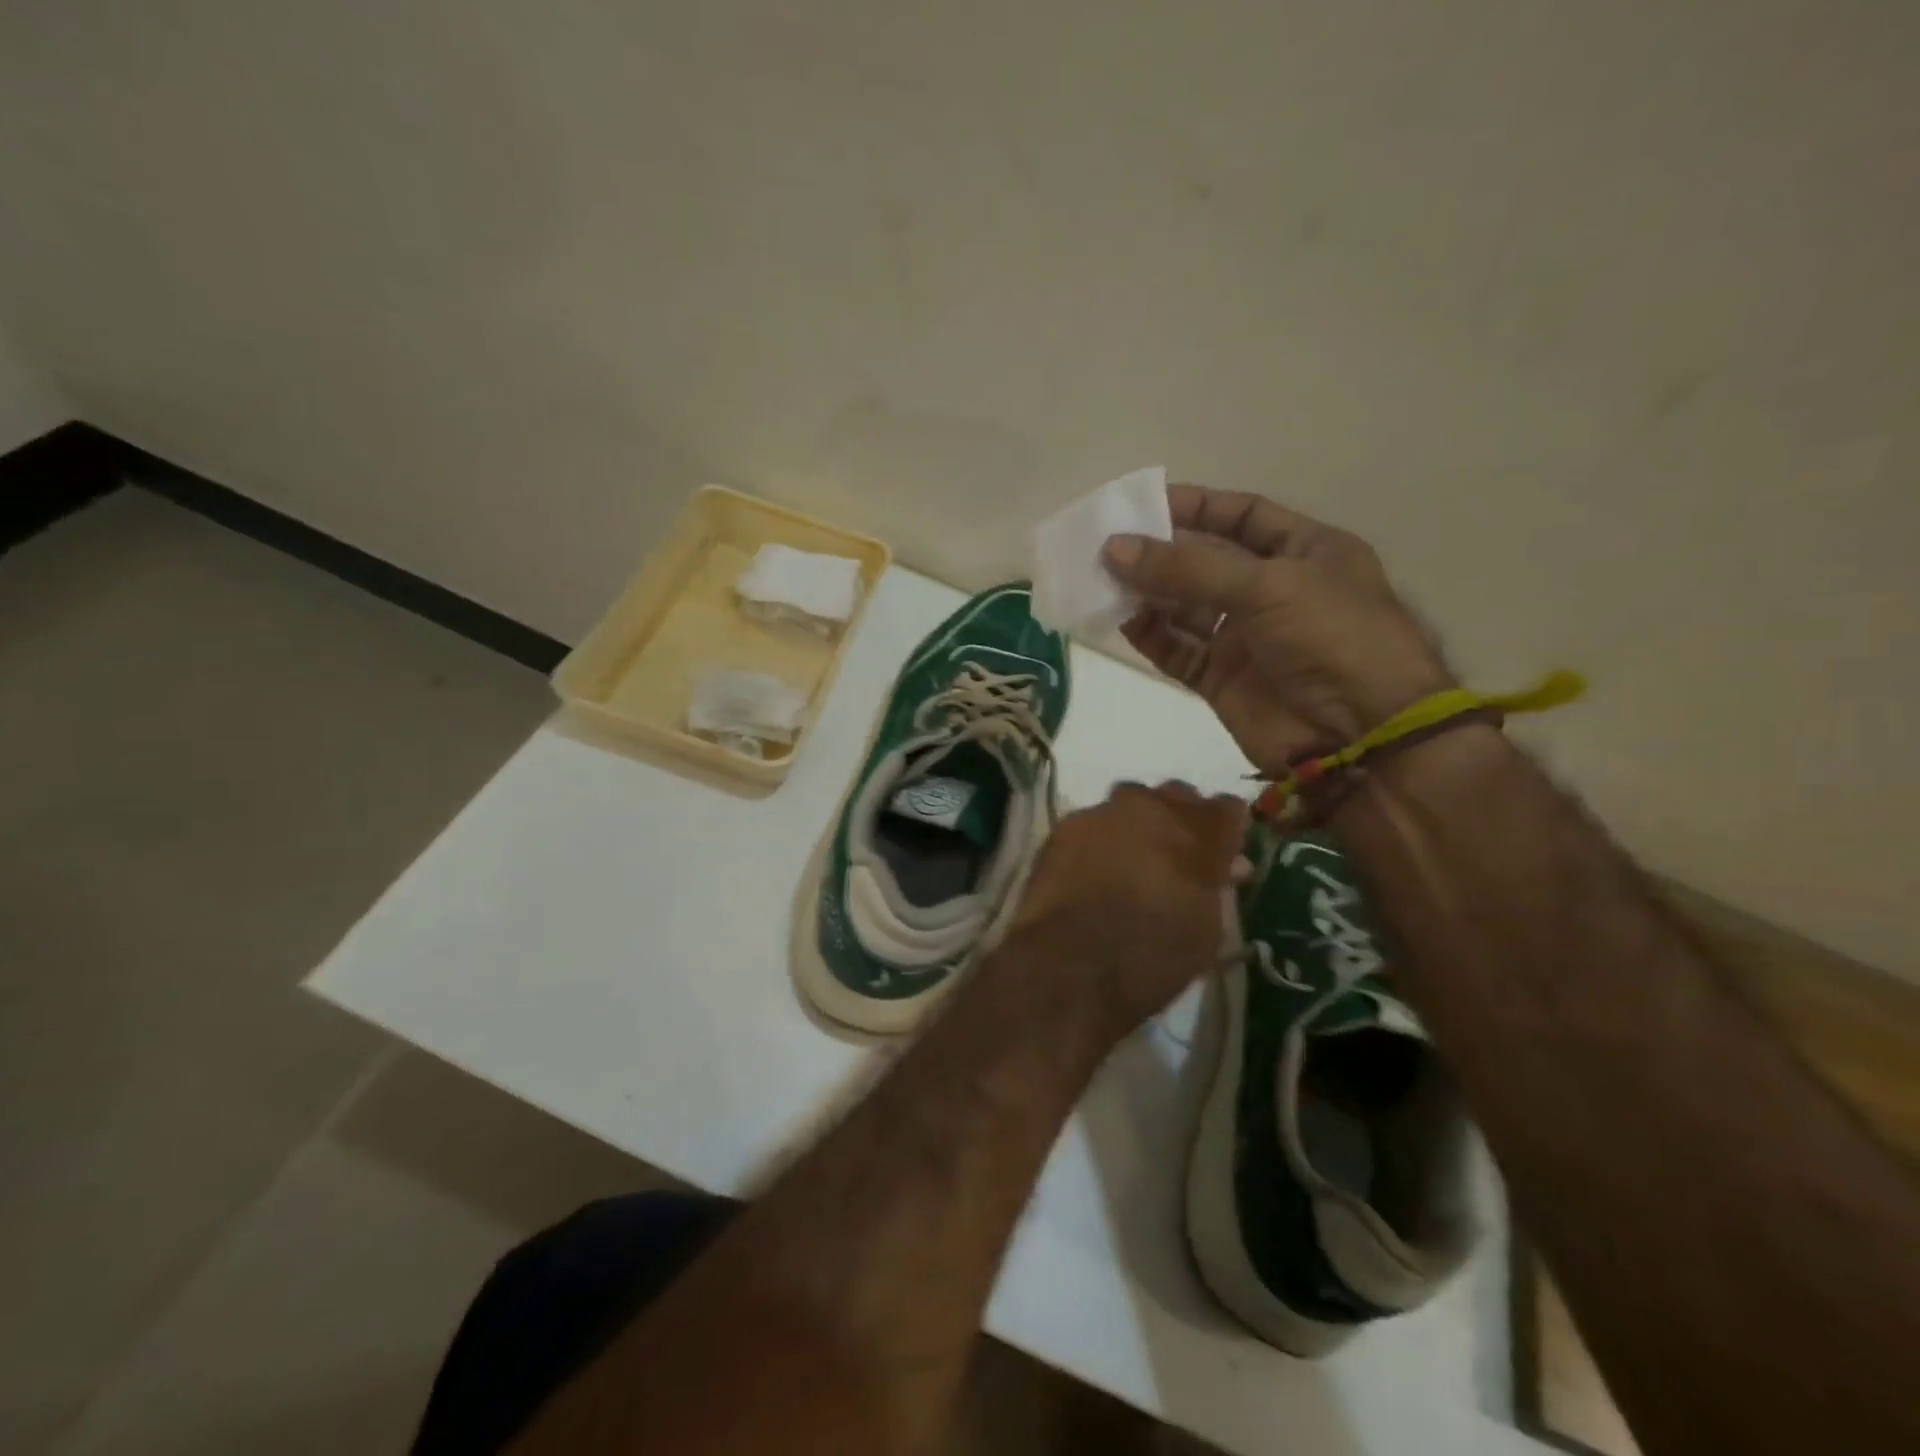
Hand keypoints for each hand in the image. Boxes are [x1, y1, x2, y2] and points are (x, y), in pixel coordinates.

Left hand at [999, 782, 1247, 1037]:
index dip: (1225, 830)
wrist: (1072, 962)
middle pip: (1176, 796)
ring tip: (1128, 859)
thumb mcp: (1206, 932)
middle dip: (1179, 820)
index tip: (1221, 852)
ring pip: (1130, 801)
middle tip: (1173, 855)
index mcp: (1200, 834)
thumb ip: (1216, 888)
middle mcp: (1154, 809)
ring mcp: (1106, 812)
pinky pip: (1092, 821)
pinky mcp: (1066, 825)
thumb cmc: (1153, 957)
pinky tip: (1090, 868)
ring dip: (1135, 823)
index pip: (1228, 808)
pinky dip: (1097, 839)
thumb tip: (1225, 869)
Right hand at [1104, 485, 1453, 776]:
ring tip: (1104, 581)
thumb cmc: (1330, 638)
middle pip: (1206, 562)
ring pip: (1186, 608)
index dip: (1196, 506)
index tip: (1143, 503)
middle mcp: (1273, 591)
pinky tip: (1125, 622)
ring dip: (1149, 593)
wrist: (1360, 737)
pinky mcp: (1223, 680)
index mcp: (1305, 552)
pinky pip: (1178, 651)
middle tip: (1108, 545)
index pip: (1243, 516)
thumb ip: (1188, 567)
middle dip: (1161, 553)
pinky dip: (1152, 637)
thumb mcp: (1266, 585)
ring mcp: (1247, 638)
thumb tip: (1114, 548)